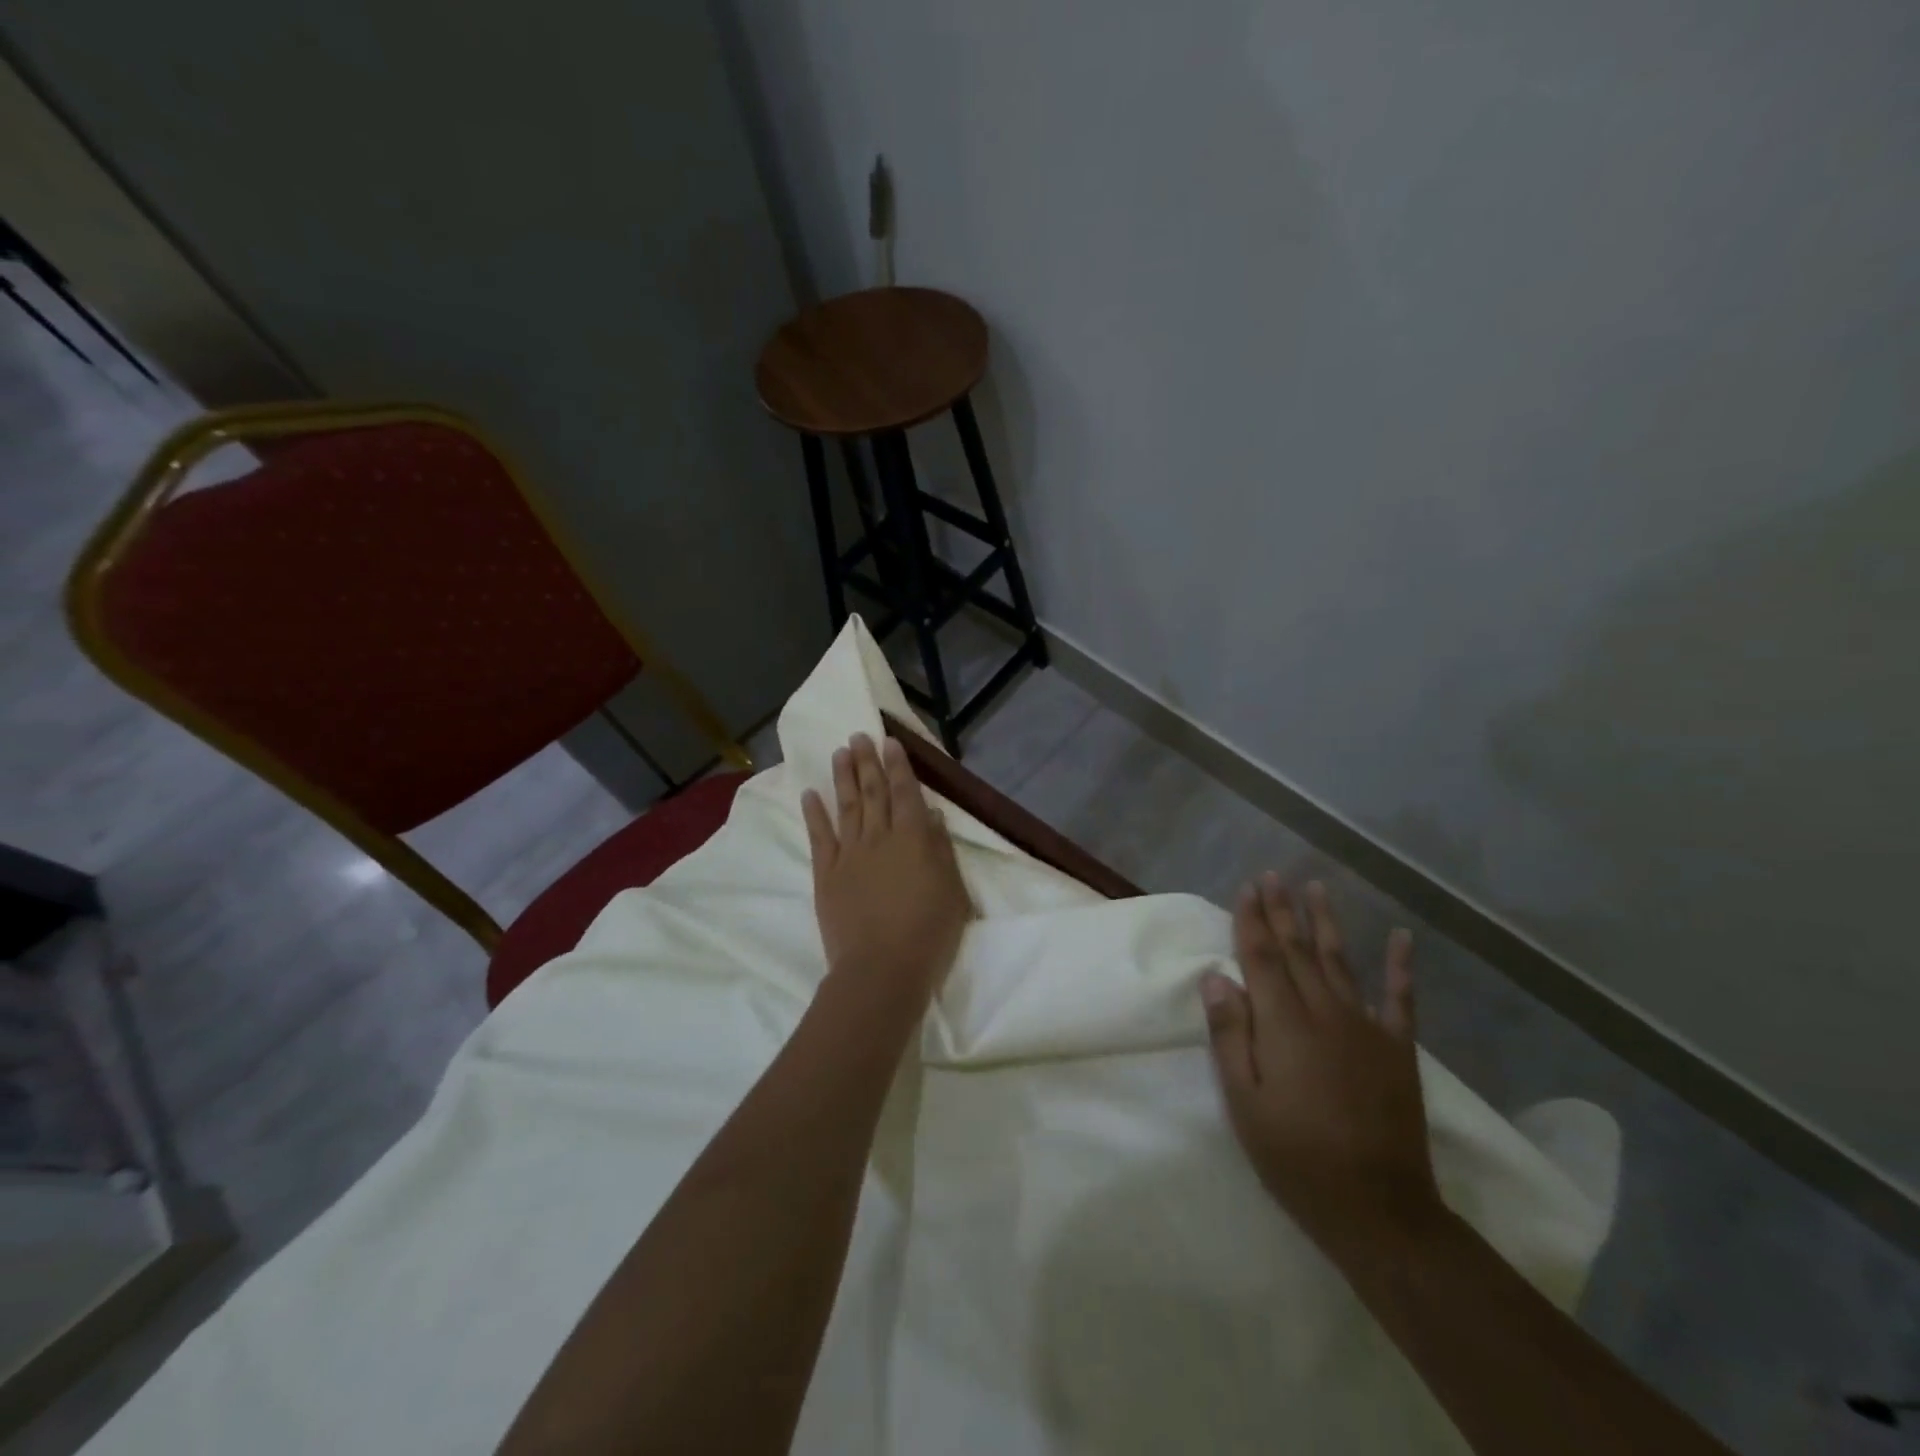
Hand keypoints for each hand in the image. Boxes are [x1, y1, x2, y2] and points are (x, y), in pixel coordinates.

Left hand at [802, 733, 970, 1013]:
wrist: (881, 969)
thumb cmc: (928, 933)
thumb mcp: (952, 891)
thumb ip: (940, 849)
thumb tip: (931, 815)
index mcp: (914, 838)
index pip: (906, 792)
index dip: (898, 765)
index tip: (889, 742)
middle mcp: (879, 837)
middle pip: (872, 791)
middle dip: (867, 761)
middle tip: (859, 735)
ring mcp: (849, 854)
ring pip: (845, 805)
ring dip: (842, 776)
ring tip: (839, 752)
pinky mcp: (826, 874)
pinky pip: (819, 836)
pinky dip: (814, 813)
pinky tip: (811, 794)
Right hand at [1200, 875, 1441, 1267]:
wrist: (1379, 1210)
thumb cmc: (1296, 1157)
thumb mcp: (1244, 1103)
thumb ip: (1230, 1036)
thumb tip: (1216, 978)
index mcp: (1284, 1024)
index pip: (1262, 957)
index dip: (1252, 920)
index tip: (1248, 887)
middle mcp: (1325, 1013)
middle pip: (1297, 950)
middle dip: (1282, 910)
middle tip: (1272, 876)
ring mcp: (1367, 1028)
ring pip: (1340, 962)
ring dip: (1326, 923)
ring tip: (1315, 887)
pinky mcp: (1398, 1050)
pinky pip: (1400, 999)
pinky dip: (1401, 967)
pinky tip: (1402, 938)